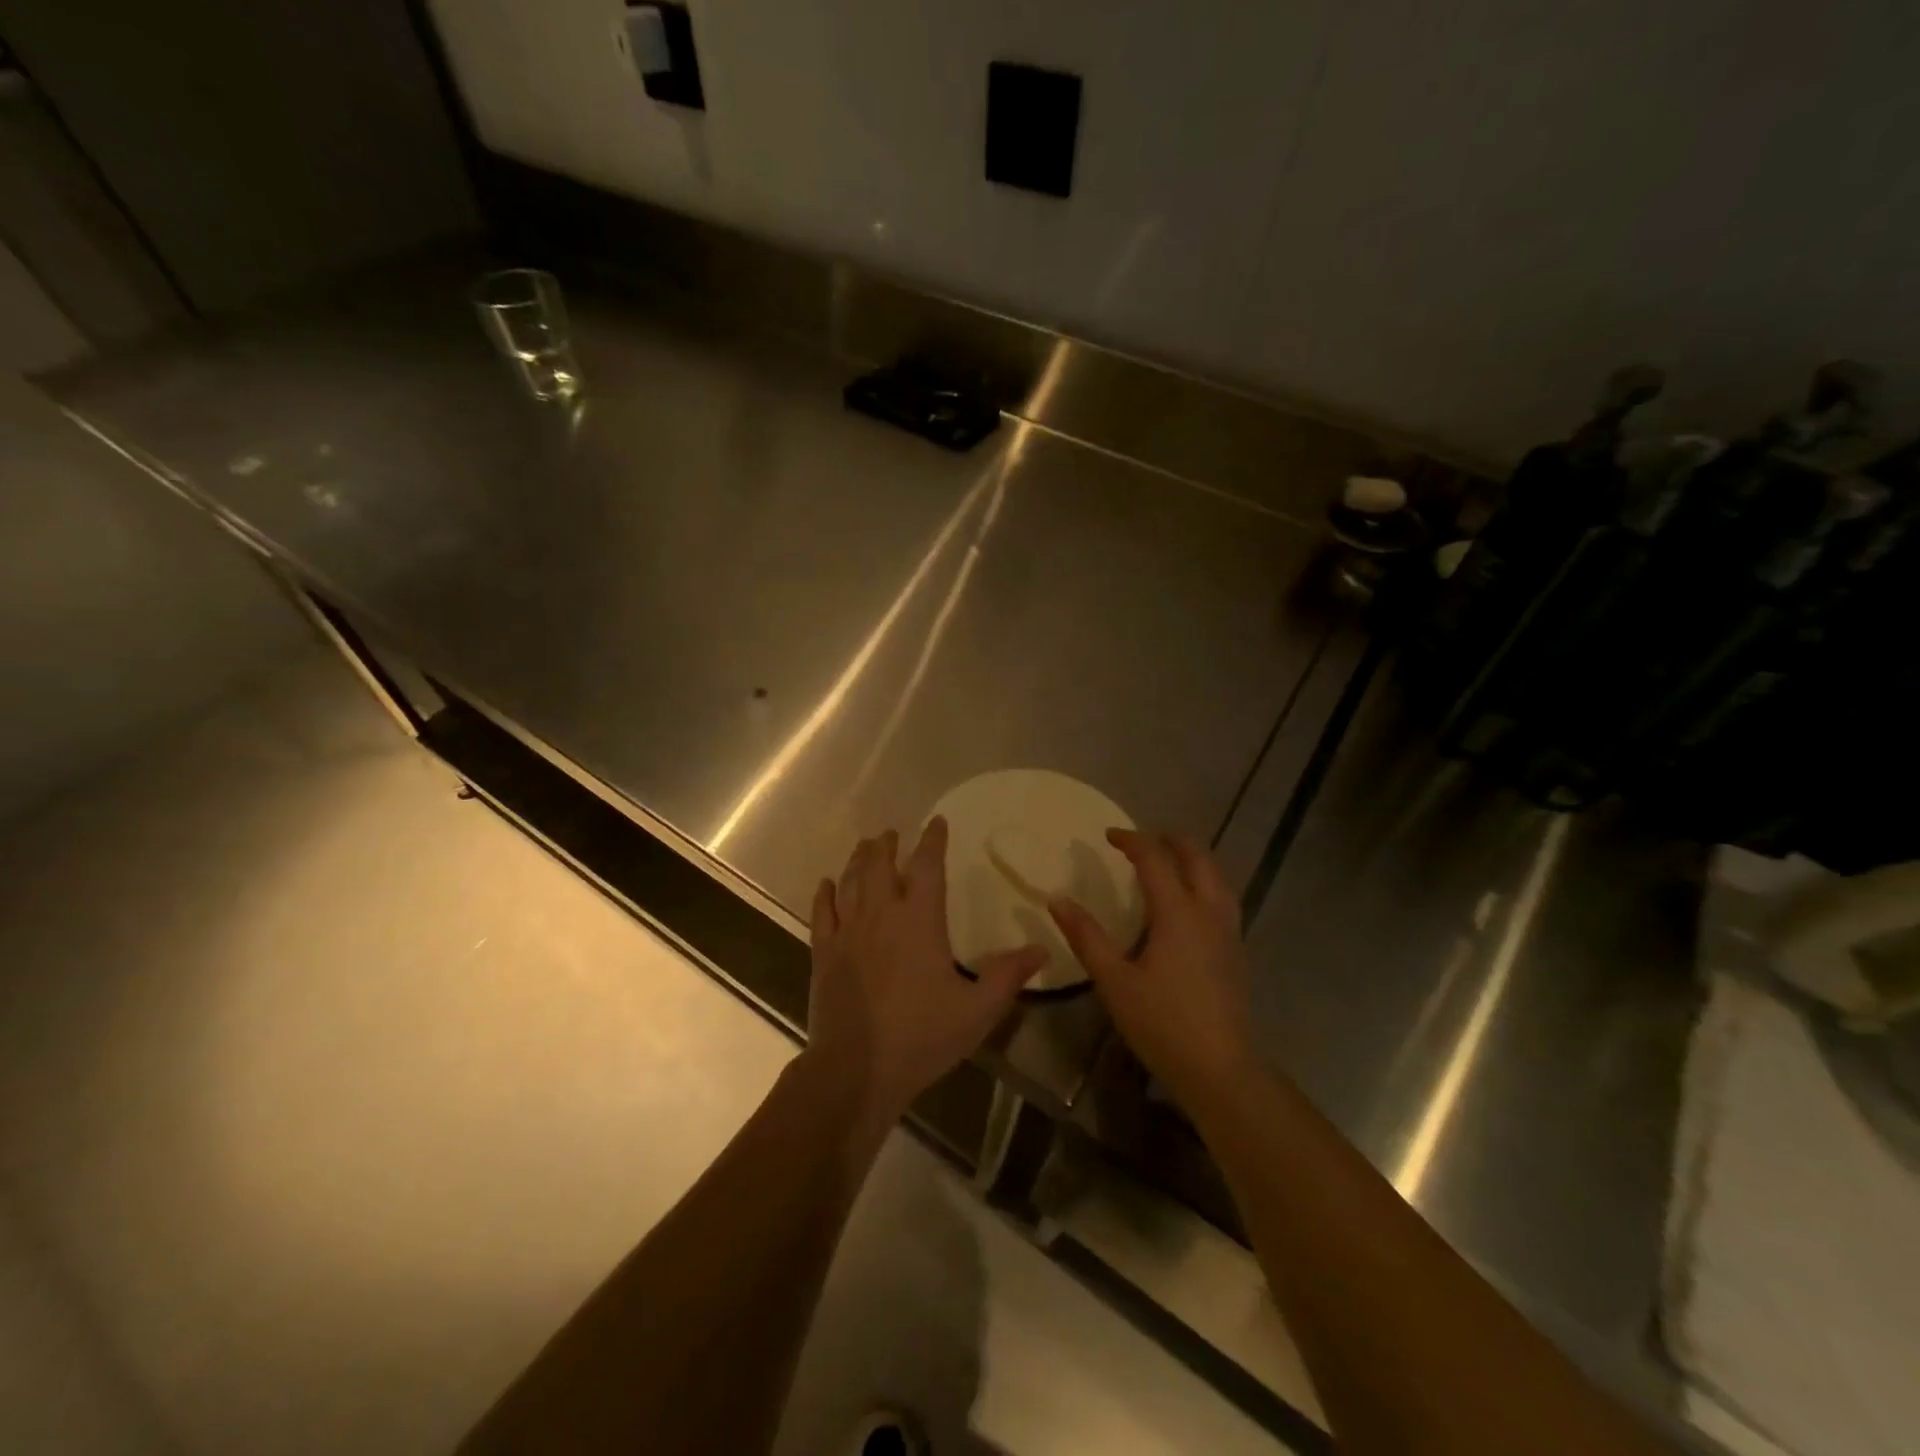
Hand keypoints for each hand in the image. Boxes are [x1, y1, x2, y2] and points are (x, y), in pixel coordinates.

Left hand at [805, 817, 1047, 1126]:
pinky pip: (822, 913)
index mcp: (919, 919)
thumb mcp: (977, 1010)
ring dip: (858, 859)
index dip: (932, 841)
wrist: (856, 1069)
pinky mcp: (824, 953)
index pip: (926, 866)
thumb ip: (1009, 976)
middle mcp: (880, 914)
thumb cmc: (921, 1036)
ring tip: (865, 846)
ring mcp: (848, 932)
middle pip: (880, 864)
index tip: (936, 823)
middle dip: (887, 844)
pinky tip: (826, 884)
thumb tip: (1042, 949)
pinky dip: (825, 894)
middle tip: (891, 833)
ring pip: (850, 881)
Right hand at [1049, 829, 1257, 1108]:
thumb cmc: (1162, 1023)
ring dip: (1192, 859)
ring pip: (1217, 876)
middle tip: (1143, 839)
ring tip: (1168, 860)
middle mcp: (1208, 912)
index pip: (1155, 859)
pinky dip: (1204, 881)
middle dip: (1171, 840)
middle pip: (1197, 857)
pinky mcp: (1236, 950)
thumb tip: (1058, 899)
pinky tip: (1190, 901)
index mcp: (1178, 912)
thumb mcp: (1114, 981)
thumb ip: (1086, 937)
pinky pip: (1222, 897)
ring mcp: (1228, 930)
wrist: (1220, 1068)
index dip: (1131, 840)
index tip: (1108, 835)